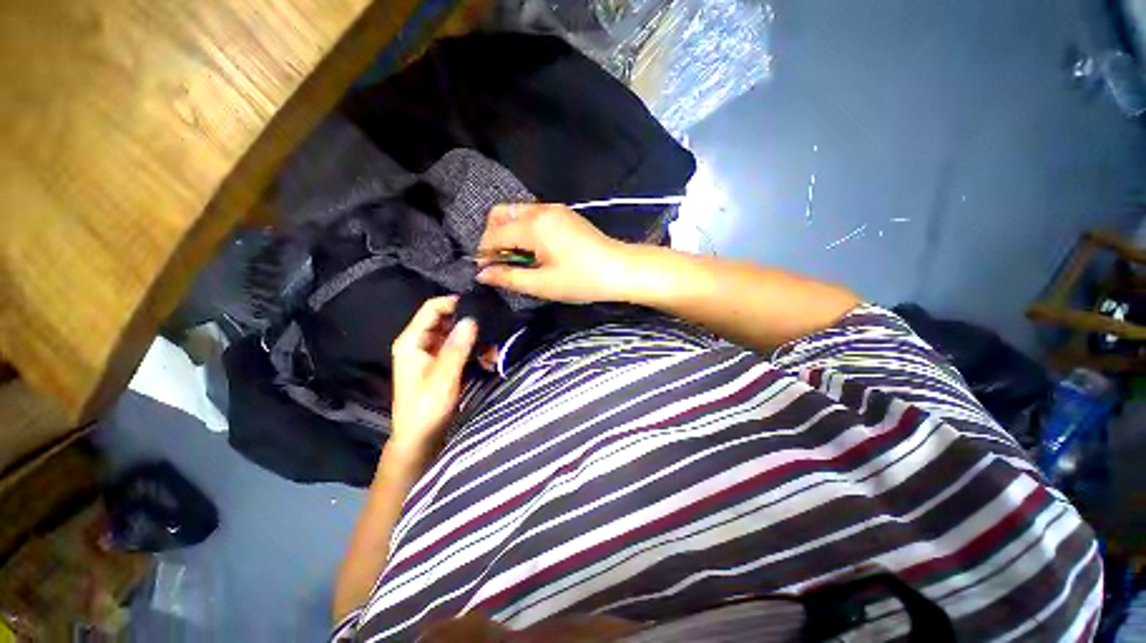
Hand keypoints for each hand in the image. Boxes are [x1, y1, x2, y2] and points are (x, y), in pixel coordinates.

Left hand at [390, 296, 477, 451]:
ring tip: (494, 348)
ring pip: (456, 334)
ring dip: (475, 339)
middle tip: (492, 328)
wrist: (420, 439)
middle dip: (470, 323)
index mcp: (412, 341)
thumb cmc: (426, 408)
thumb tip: (472, 319)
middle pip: (446, 319)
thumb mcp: (443, 377)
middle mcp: (421, 342)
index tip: (480, 306)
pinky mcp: (443, 363)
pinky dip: (475, 350)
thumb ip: (457, 347)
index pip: (432, 308)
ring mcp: (432, 353)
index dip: (454, 303)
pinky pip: (461, 348)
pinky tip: (489, 358)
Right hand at [476, 203, 631, 303]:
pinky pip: (532, 215)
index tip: (486, 272)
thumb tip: (481, 274)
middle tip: (501, 262)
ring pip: (516, 213)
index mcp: (534, 225)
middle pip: (500, 214)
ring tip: (518, 259)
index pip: (494, 234)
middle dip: (492, 237)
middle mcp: (541, 209)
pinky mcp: (564, 213)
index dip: (485, 253)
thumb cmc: (582, 280)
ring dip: (508, 233)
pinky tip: (534, 250)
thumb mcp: (543, 285)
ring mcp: (554, 209)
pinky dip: (524, 229)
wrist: (621, 270)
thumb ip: (509, 277)